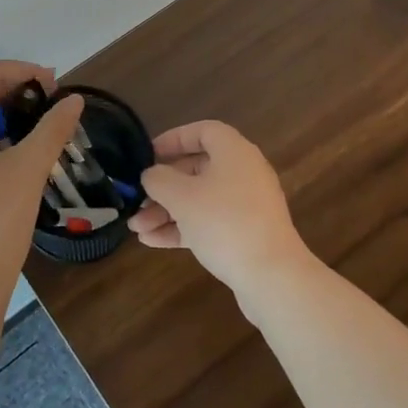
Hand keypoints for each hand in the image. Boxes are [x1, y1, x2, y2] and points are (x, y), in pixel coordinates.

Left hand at [0, 60, 84, 290]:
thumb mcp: (28, 167)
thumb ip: (52, 128)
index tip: (44, 79)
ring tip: (42, 119)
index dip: (7, 70)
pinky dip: (0, 138)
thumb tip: (74, 100)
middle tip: (48, 95)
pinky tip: (27, 151)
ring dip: (6, 114)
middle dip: (9, 89)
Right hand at [129, 120, 311, 296]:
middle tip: (137, 200)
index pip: (202, 131)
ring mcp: (246, 204)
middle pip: (196, 169)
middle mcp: (243, 172)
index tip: (149, 154)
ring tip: (136, 228)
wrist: (271, 276)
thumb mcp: (182, 196)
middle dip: (162, 186)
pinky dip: (182, 227)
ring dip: (166, 211)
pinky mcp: (245, 233)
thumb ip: (159, 179)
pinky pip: (208, 221)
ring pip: (199, 199)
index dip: (173, 138)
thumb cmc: (224, 222)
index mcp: (234, 151)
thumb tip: (151, 175)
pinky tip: (152, 241)